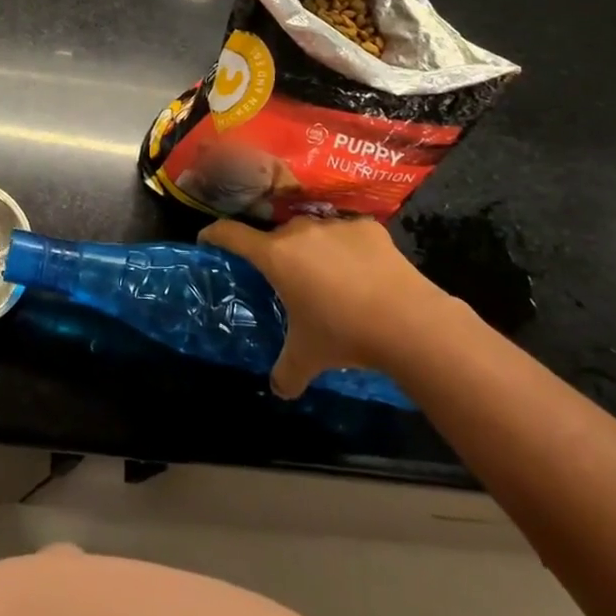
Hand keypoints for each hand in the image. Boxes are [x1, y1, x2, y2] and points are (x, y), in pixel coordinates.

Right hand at [200, 215, 448, 398]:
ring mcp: (335, 225)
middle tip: (285, 280)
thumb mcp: (308, 357)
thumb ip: (286, 372)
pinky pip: (348, 234)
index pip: (230, 233)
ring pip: (312, 233)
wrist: (408, 322)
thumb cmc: (344, 334)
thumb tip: (278, 390)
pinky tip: (362, 274)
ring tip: (329, 279)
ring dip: (313, 251)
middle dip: (276, 254)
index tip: (207, 239)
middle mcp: (298, 231)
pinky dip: (349, 249)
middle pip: (275, 236)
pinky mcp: (368, 227)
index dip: (214, 234)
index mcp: (274, 255)